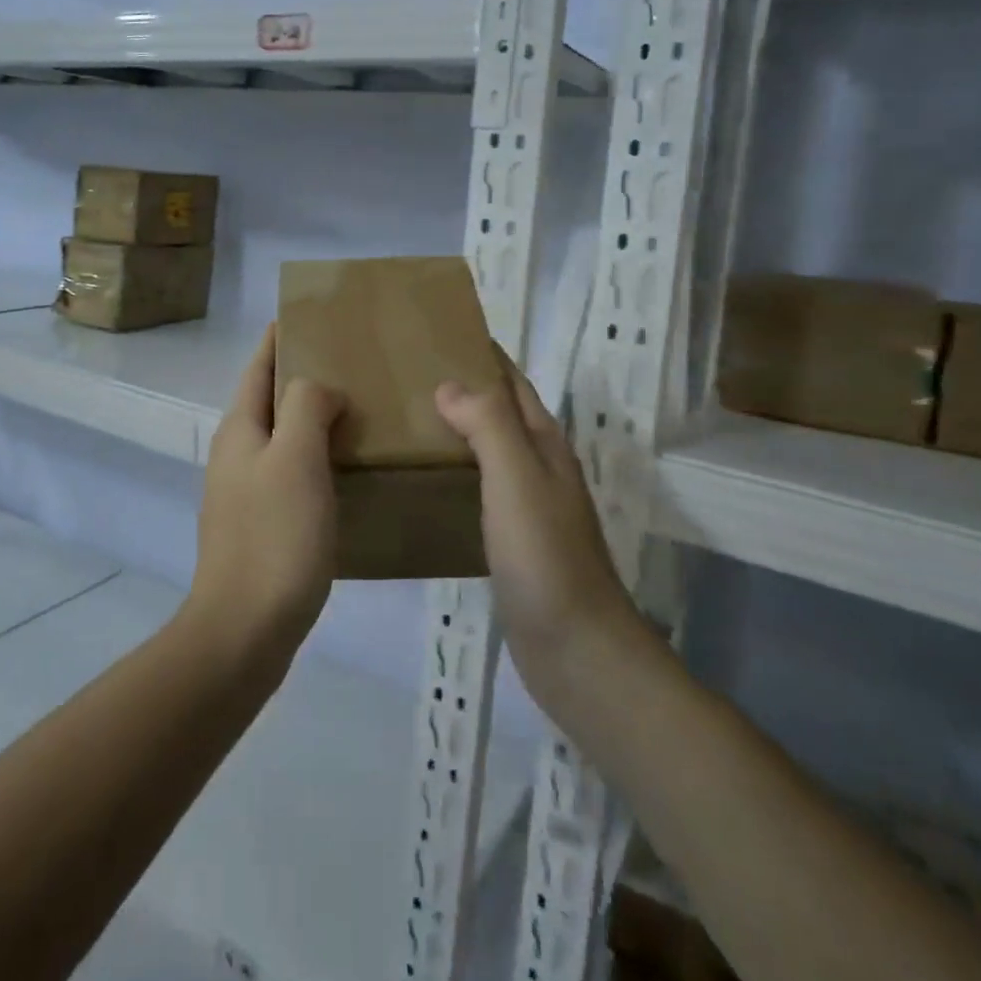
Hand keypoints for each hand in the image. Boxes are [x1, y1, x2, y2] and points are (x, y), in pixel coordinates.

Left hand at [186, 325, 344, 665]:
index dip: (279, 339)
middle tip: (354, 363)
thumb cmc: (274, 537)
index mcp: (240, 430)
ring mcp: (246, 492)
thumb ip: (306, 407)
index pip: (259, 367)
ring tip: (362, 410)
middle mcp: (238, 454)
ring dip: (315, 419)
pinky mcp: (262, 525)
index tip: (311, 316)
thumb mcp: (295, 458)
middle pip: (271, 400)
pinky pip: (293, 474)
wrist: (244, 630)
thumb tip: (320, 388)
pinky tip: (349, 468)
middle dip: (304, 377)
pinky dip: (318, 458)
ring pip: (284, 438)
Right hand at [434, 354, 642, 691]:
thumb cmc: (545, 556)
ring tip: (404, 419)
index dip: (484, 354)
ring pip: (488, 450)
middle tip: (406, 374)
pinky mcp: (512, 540)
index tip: (439, 331)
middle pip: (500, 412)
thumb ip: (489, 425)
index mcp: (543, 444)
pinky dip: (453, 471)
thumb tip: (450, 383)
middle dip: (463, 386)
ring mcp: (527, 506)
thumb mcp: (517, 479)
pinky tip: (423, 480)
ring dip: (455, 428)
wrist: (576, 649)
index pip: (512, 382)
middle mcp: (539, 467)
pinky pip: (478, 488)